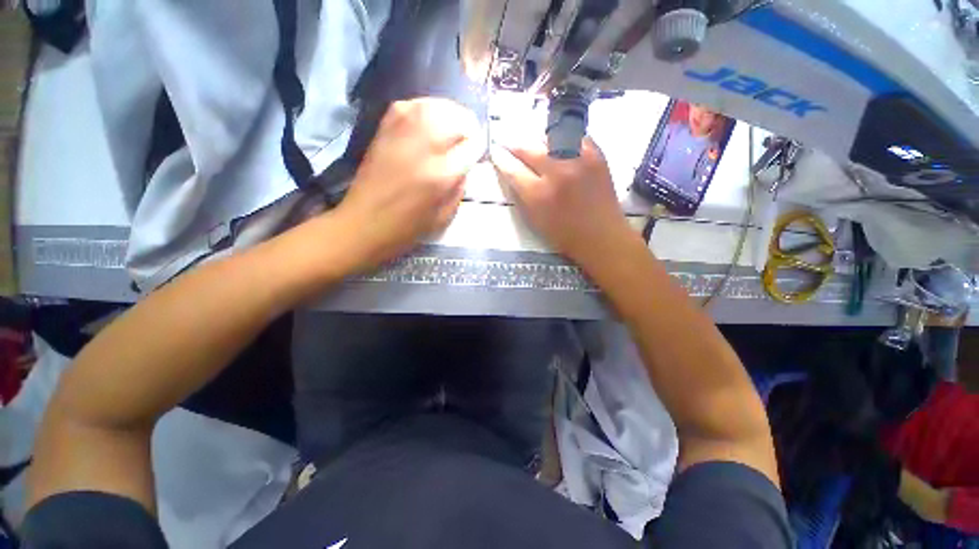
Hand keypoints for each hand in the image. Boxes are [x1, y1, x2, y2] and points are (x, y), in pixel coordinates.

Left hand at [335, 98, 483, 267]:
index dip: (478, 149)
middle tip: (467, 141)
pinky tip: (428, 125)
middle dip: (468, 127)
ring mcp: (401, 132)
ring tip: (451, 131)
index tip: (476, 156)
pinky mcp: (385, 127)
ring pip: (437, 105)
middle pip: (458, 117)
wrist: (364, 222)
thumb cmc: (408, 227)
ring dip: (450, 115)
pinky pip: (413, 104)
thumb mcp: (445, 215)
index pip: (472, 145)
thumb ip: (461, 185)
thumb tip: (467, 162)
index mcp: (441, 173)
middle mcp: (424, 145)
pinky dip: (427, 110)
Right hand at [491, 137, 631, 266]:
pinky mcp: (596, 154)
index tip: (495, 151)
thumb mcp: (534, 220)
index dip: (501, 158)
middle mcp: (557, 172)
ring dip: (537, 140)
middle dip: (514, 144)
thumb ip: (521, 194)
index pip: (513, 169)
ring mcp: (579, 159)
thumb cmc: (564, 234)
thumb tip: (511, 171)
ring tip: (533, 144)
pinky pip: (573, 136)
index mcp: (539, 195)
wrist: (602, 235)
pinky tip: (558, 144)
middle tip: (508, 143)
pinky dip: (562, 138)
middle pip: (529, 148)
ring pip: (550, 136)